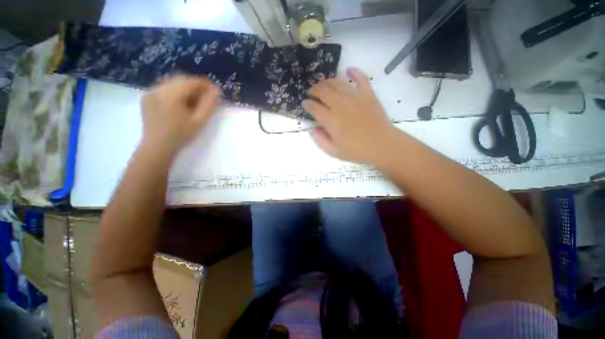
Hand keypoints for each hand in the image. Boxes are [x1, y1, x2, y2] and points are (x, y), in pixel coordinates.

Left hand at [141, 75, 219, 155]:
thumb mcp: (199, 121)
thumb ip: (208, 104)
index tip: (215, 90)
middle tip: (207, 95)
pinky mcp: (147, 97)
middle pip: (180, 80)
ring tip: (195, 100)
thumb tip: (215, 90)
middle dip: (195, 86)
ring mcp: (150, 92)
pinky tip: (181, 103)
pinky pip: (164, 89)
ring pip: (172, 84)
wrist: (157, 146)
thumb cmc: (181, 135)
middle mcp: (158, 89)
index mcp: (171, 95)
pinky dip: (176, 92)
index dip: (204, 84)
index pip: (190, 82)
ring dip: (186, 88)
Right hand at [302, 68, 398, 164]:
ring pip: (337, 83)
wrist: (382, 146)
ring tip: (323, 84)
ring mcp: (355, 97)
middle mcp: (340, 105)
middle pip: (323, 91)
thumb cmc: (357, 151)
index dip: (307, 104)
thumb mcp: (334, 152)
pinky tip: (348, 70)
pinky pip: (361, 78)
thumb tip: (311, 129)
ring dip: (327, 81)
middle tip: (311, 92)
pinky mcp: (368, 94)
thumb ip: (320, 140)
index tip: (304, 103)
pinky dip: (354, 72)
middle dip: (314, 90)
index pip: (314, 107)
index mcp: (331, 120)